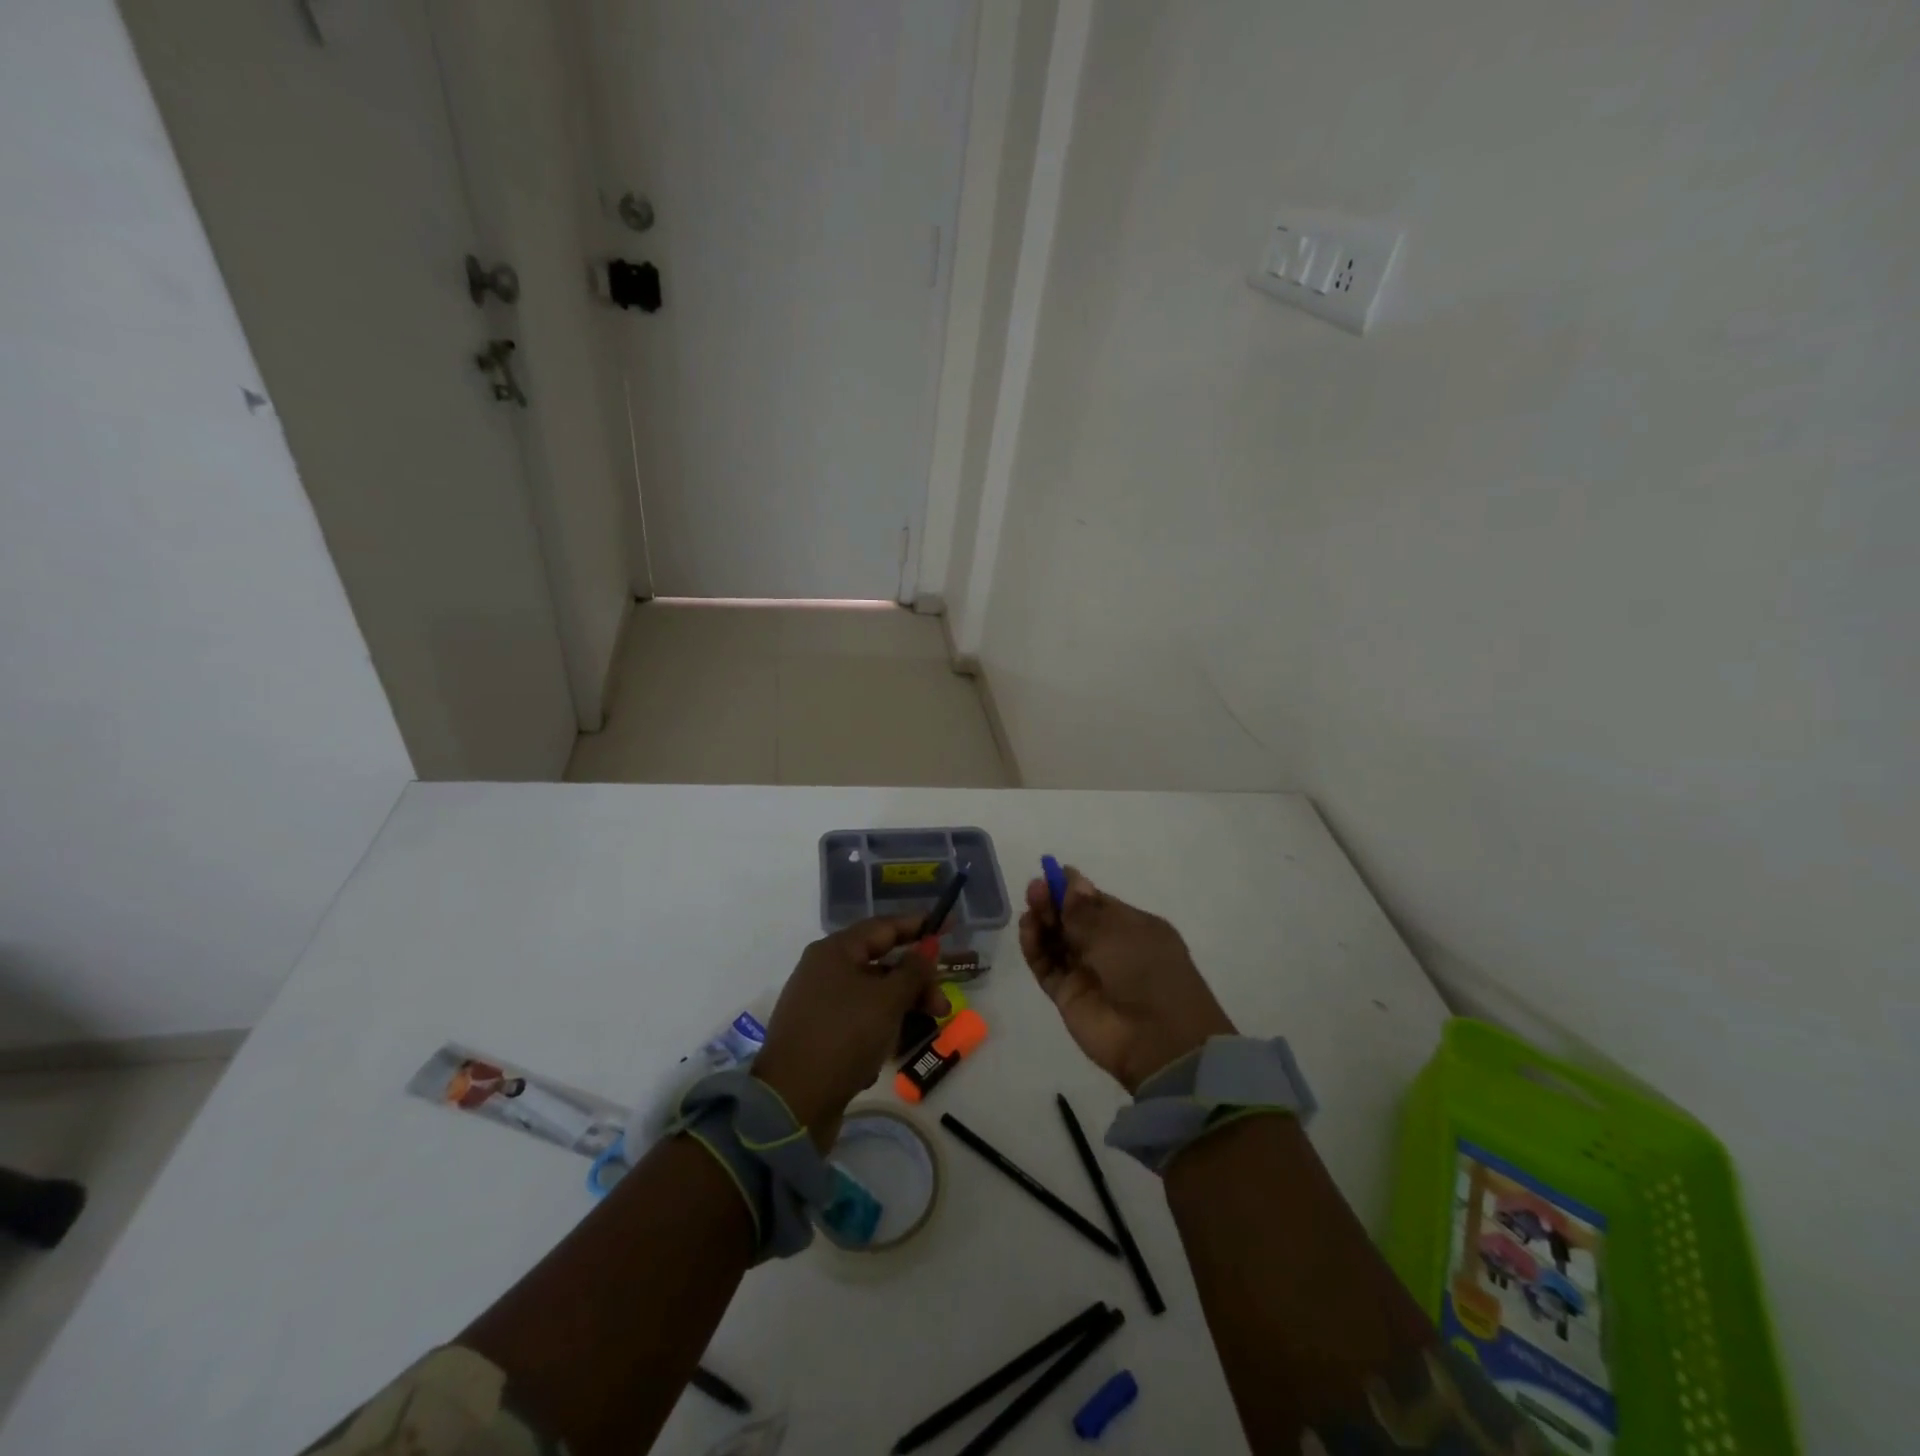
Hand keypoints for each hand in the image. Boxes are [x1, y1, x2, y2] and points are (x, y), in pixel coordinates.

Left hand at [753, 917, 946, 1148]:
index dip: (919, 926)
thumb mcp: (887, 1000)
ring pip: (873, 996)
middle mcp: (824, 971)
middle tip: (943, 1007)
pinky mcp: (820, 1035)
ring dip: (901, 1011)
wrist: (792, 1104)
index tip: (950, 926)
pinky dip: (877, 1033)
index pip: (884, 927)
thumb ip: (913, 970)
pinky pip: (859, 1022)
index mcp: (835, 951)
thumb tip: (928, 944)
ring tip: (919, 1035)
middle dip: (916, 983)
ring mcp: (819, 1004)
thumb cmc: (843, 1037)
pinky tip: (881, 1057)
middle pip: (882, 965)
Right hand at [1020, 866, 1235, 1092]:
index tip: (1052, 872)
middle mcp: (1110, 950)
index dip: (1074, 890)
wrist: (1157, 1040)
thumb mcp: (1119, 931)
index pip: (1098, 904)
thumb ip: (1086, 909)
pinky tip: (1027, 927)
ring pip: (1057, 942)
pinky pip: (1046, 966)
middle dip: (1055, 902)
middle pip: (1074, 921)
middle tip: (1036, 887)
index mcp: (1134, 929)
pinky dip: (1034, 947)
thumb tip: (1071, 880)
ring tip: (1030, 904)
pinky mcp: (1068, 996)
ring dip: (1042, 921)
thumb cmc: (1147, 971)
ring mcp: (1088, 974)